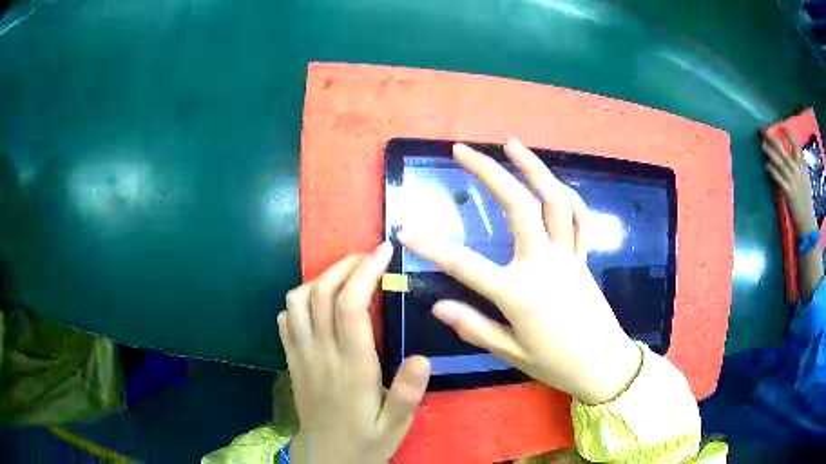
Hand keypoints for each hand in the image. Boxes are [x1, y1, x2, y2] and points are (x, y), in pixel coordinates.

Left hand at [279, 244, 430, 463]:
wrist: (325, 458)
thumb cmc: (364, 441)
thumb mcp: (395, 427)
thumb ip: (407, 395)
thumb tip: (423, 357)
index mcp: (351, 368)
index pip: (350, 306)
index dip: (365, 272)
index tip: (384, 251)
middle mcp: (321, 354)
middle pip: (321, 293)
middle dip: (345, 265)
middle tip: (369, 256)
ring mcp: (300, 355)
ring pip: (297, 301)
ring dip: (321, 278)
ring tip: (346, 276)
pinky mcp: (291, 361)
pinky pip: (284, 319)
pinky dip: (299, 301)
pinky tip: (318, 303)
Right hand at [398, 139, 640, 404]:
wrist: (603, 364)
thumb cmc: (555, 364)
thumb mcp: (510, 352)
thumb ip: (474, 327)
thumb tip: (437, 306)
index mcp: (519, 294)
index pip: (466, 266)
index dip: (431, 247)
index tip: (405, 230)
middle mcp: (544, 264)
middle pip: (518, 206)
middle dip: (488, 173)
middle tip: (462, 150)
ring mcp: (568, 256)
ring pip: (554, 200)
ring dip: (533, 167)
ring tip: (511, 144)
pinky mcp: (583, 257)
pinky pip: (579, 217)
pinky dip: (567, 194)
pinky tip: (553, 182)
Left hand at [764, 130, 816, 232]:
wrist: (808, 222)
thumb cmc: (806, 202)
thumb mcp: (806, 181)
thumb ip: (801, 169)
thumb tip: (795, 158)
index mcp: (803, 169)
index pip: (797, 148)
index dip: (790, 137)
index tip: (782, 127)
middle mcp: (798, 173)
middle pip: (786, 154)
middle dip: (776, 142)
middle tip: (766, 133)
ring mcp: (794, 182)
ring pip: (781, 164)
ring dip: (771, 154)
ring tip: (763, 146)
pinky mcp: (789, 193)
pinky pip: (780, 179)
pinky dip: (773, 171)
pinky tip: (767, 165)